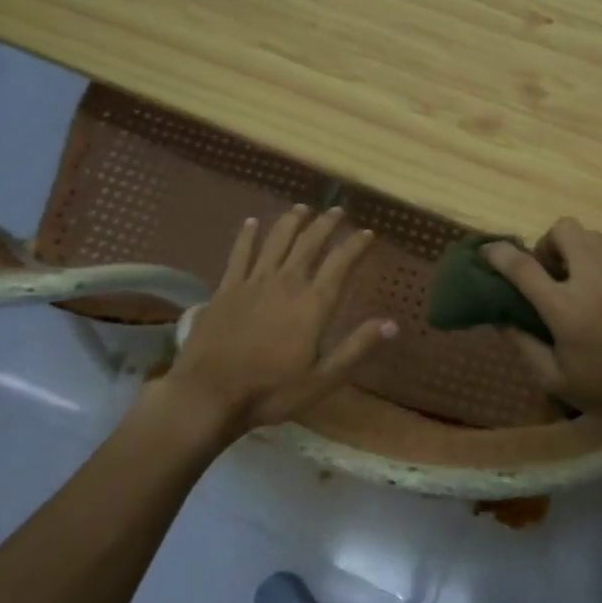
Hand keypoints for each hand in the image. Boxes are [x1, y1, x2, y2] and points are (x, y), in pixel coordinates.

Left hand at [164, 206, 395, 437]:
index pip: (340, 264)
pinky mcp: (226, 288)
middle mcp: (286, 283)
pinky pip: (239, 253)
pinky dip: (247, 235)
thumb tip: (393, 324)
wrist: (208, 394)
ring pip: (276, 241)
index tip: (368, 233)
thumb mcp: (323, 378)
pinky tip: (252, 222)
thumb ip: (357, 347)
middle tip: (338, 211)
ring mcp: (253, 282)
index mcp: (313, 304)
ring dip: (291, 222)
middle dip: (326, 224)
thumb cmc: (271, 391)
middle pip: (309, 243)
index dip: (356, 245)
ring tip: (302, 208)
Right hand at [482, 219, 601, 428]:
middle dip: (549, 243)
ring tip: (579, 281)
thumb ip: (522, 342)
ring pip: (593, 237)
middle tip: (549, 271)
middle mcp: (595, 281)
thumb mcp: (552, 378)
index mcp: (566, 309)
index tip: (489, 251)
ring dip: (577, 251)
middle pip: (565, 229)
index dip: (499, 253)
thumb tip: (500, 315)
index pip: (523, 266)